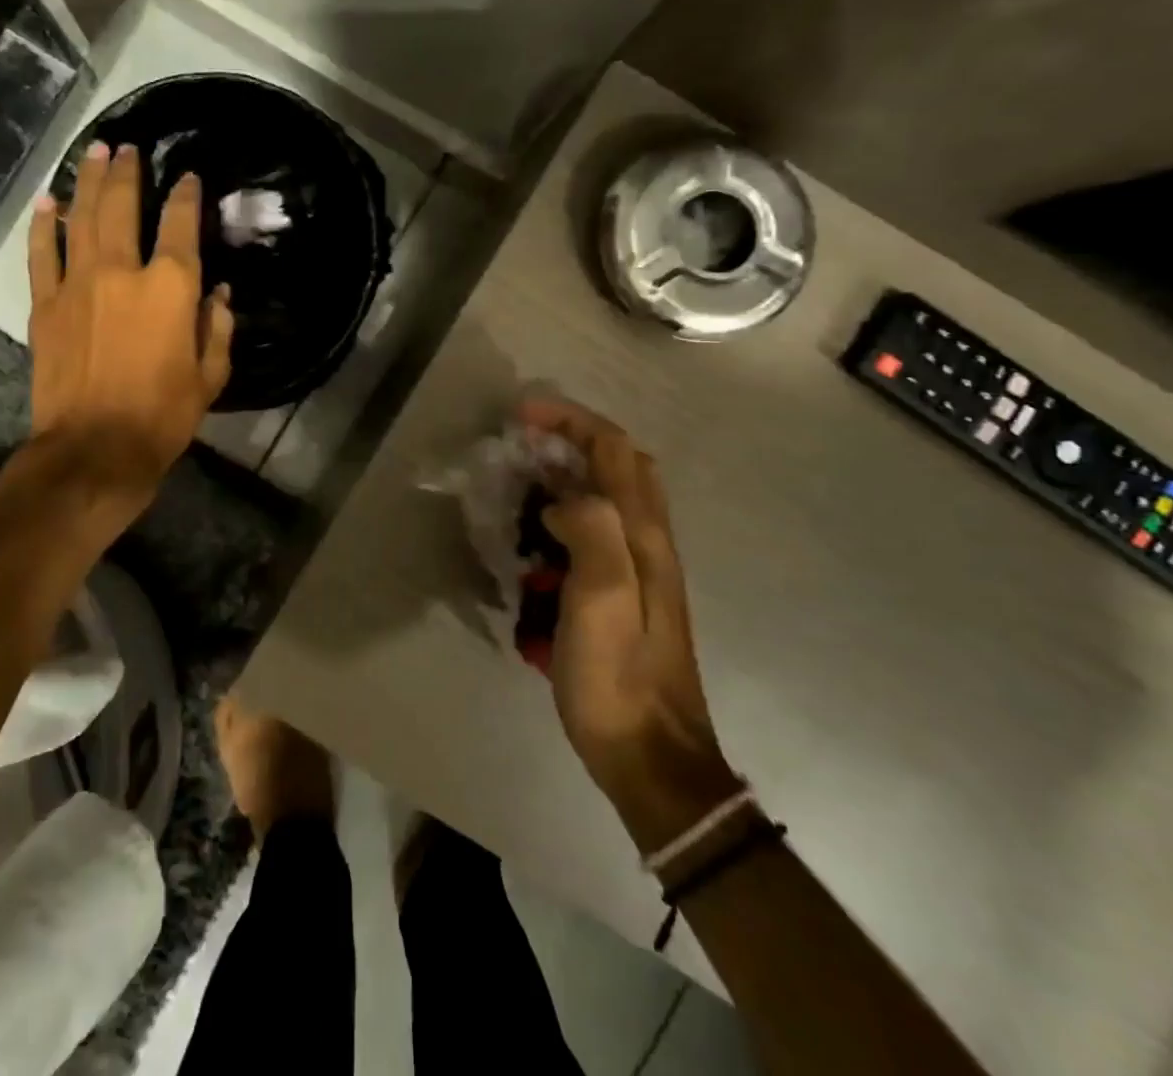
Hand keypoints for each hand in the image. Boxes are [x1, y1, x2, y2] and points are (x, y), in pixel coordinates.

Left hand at [27, 141, 232, 494]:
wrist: (94, 449)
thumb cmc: (163, 416)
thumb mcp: (210, 377)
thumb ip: (217, 328)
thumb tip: (219, 294)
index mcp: (170, 288)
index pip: (180, 225)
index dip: (186, 195)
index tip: (188, 177)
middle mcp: (122, 271)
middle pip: (122, 206)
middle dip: (127, 171)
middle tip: (126, 146)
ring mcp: (77, 284)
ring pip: (80, 218)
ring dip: (87, 182)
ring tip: (92, 152)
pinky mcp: (45, 305)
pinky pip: (42, 254)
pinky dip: (43, 226)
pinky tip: (45, 202)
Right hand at [519, 397, 740, 850]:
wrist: (649, 756)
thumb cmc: (617, 679)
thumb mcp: (601, 602)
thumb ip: (592, 533)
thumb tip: (565, 499)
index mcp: (643, 536)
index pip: (614, 450)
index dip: (570, 421)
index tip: (522, 416)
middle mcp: (649, 541)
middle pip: (620, 464)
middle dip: (573, 439)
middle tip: (524, 443)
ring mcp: (641, 568)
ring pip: (611, 496)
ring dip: (570, 474)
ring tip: (524, 481)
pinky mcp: (625, 593)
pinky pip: (597, 531)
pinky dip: (567, 514)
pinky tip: (538, 537)